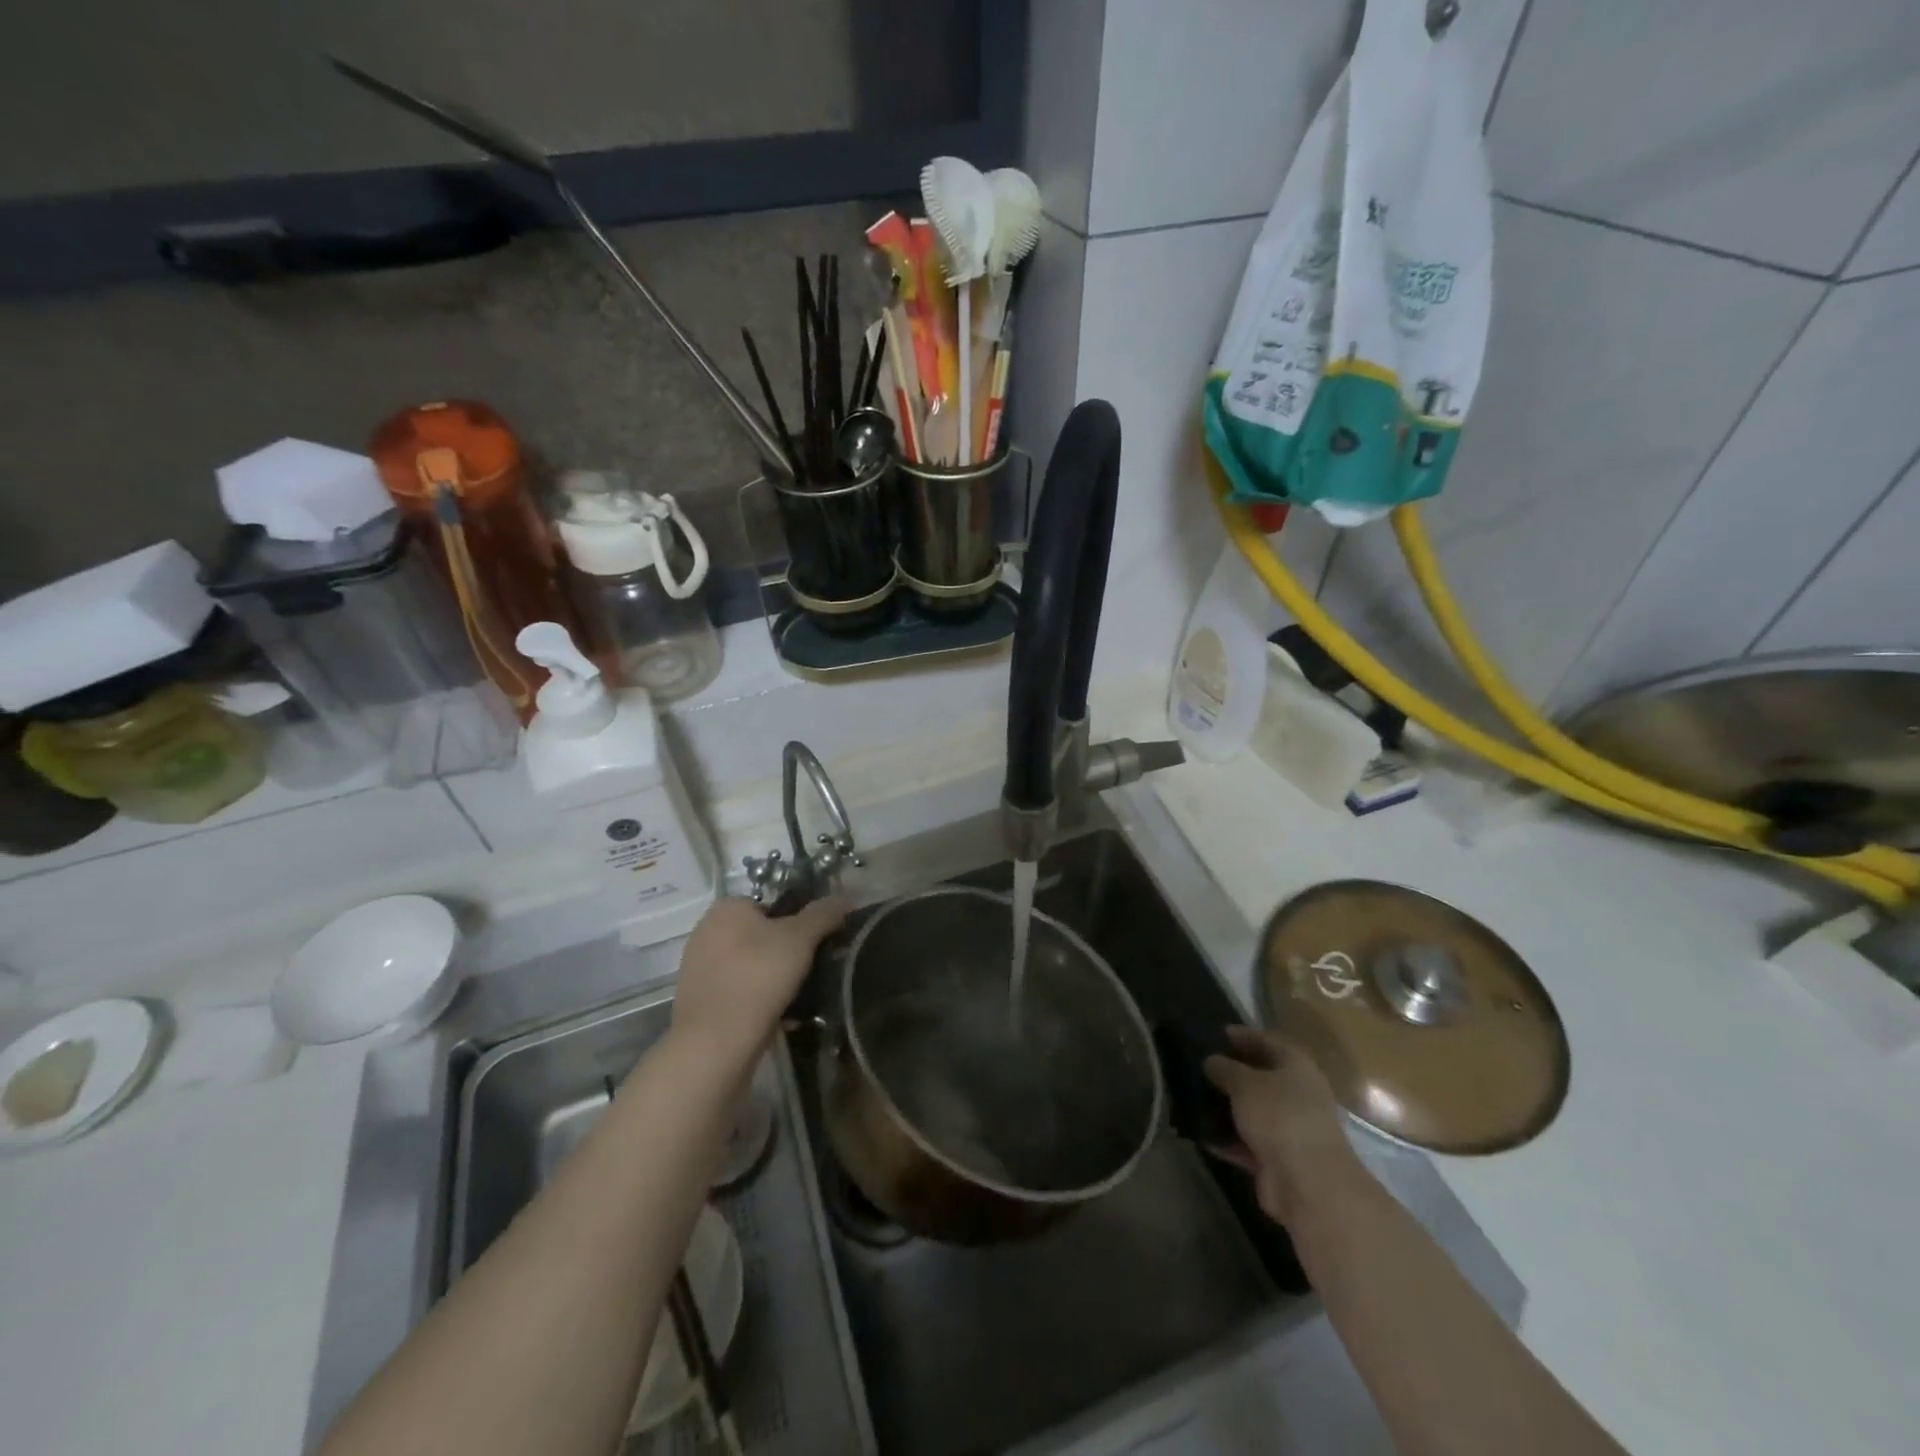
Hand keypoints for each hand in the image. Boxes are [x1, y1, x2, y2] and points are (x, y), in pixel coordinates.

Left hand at [669, 896, 849, 1068]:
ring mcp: (698, 968)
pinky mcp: (699, 1000)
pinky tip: (781, 1018)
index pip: (771, 905)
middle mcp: (707, 931)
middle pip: (761, 936)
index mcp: (727, 908)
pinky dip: (758, 1001)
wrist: (716, 1042)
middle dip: (786, 953)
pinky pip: (739, 992)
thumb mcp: (801, 938)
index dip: (797, 922)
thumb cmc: (758, 977)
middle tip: (810, 971)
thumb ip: (823, 914)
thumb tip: (845, 898)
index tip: (814, 944)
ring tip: (800, 998)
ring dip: (774, 979)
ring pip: (751, 966)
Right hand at [1205, 1026, 1362, 1226]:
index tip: (1218, 1033)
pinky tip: (1200, 1131)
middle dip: (1233, 1072)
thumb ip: (1225, 1068)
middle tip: (1202, 1064)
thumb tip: (1212, 1060)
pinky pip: (1247, 1142)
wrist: (1307, 1185)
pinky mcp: (1278, 1160)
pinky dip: (1227, 1138)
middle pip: (1262, 1077)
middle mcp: (1298, 1096)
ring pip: (1254, 1111)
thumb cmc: (1280, 1117)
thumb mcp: (1245, 1083)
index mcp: (1298, 1068)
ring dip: (1228, 1107)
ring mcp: (1290, 1130)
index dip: (1245, 1035)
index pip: (1270, 1041)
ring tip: (1194, 1096)